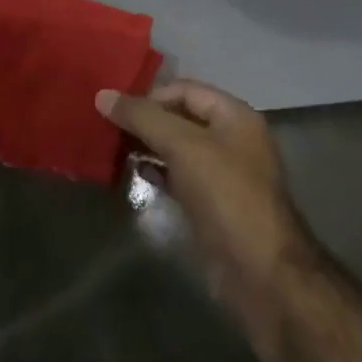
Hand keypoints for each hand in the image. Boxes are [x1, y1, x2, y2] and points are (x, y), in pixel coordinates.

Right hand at [97, 80, 314, 314]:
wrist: (259, 272)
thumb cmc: (225, 195)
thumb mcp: (183, 146)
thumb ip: (143, 117)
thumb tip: (103, 95)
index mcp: (235, 115)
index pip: (185, 89)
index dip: (150, 95)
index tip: (114, 108)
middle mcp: (231, 139)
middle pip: (181, 117)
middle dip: (146, 120)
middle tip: (107, 127)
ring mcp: (222, 174)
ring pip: (178, 148)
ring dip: (148, 146)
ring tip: (112, 148)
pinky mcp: (211, 204)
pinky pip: (179, 177)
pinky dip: (157, 172)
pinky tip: (132, 173)